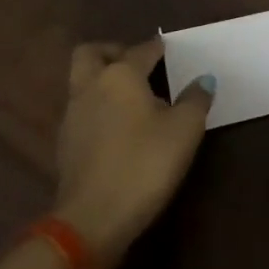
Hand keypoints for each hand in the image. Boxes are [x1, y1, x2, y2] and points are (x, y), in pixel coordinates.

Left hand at [54, 37, 213, 266]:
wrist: (92, 220)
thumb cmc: (144, 165)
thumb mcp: (184, 131)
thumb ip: (196, 100)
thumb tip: (204, 80)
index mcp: (121, 75)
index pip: (142, 50)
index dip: (157, 48)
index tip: (169, 50)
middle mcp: (92, 86)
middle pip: (92, 53)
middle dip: (112, 52)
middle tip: (136, 65)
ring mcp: (73, 116)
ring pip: (82, 82)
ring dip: (102, 81)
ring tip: (130, 99)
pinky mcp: (64, 145)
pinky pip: (80, 111)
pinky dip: (97, 109)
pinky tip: (117, 128)